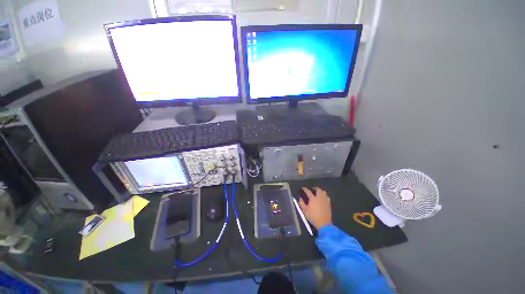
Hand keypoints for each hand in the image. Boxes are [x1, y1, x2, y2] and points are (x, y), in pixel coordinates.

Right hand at [299, 187, 332, 230]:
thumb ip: (301, 203)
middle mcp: (319, 198)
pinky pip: (327, 197)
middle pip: (318, 189)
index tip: (303, 188)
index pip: (308, 191)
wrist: (323, 223)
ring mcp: (325, 200)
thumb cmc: (313, 217)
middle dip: (315, 188)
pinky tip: (323, 198)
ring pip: (324, 192)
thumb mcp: (304, 211)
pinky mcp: (329, 204)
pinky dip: (324, 196)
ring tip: (318, 193)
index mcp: (313, 199)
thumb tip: (300, 198)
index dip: (305, 189)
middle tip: (312, 189)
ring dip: (320, 191)